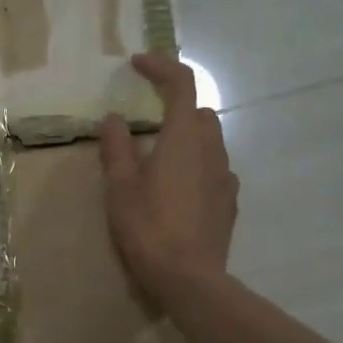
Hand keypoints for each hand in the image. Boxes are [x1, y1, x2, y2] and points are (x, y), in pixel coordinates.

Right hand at [98, 53, 238, 292]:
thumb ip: (116, 146)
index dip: (160, 66)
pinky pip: (213, 169)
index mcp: (182, 139)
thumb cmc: (147, 226)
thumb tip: (114, 119)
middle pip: (199, 112)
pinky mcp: (229, 202)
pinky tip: (175, 189)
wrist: (189, 278)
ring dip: (185, 137)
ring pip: (209, 141)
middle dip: (174, 106)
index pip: (181, 84)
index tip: (137, 64)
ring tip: (156, 159)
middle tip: (144, 122)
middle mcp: (211, 150)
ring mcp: (225, 177)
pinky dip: (195, 165)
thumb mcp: (120, 185)